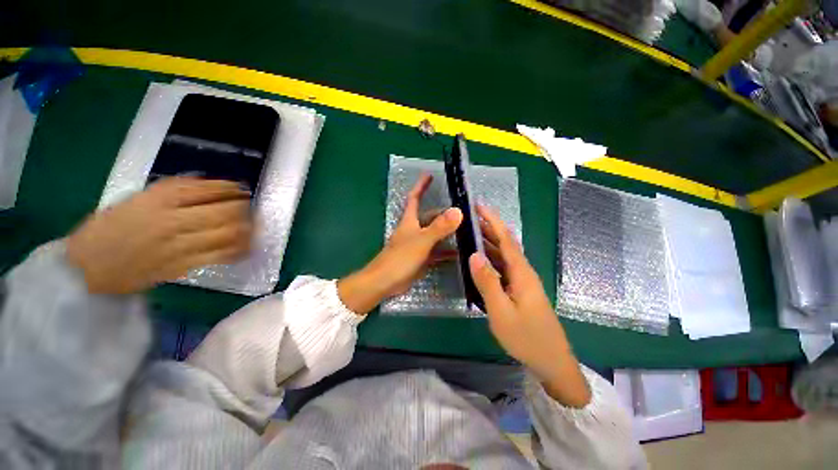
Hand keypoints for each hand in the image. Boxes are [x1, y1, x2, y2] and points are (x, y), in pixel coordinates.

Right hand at [66, 178, 252, 294]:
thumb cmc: (110, 229)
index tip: (241, 188)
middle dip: (243, 207)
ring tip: (253, 223)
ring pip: (229, 233)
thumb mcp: (138, 199)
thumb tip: (212, 187)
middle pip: (225, 211)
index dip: (230, 188)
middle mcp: (172, 220)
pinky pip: (222, 255)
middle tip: (248, 205)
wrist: (88, 269)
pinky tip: (246, 243)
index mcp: (157, 200)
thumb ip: (174, 192)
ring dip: (248, 227)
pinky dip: (240, 248)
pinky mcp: (185, 266)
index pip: (206, 189)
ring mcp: (180, 245)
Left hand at [338, 174, 461, 314]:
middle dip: (444, 212)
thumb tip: (458, 211)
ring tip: (466, 229)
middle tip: (463, 210)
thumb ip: (439, 227)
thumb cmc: (400, 258)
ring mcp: (418, 245)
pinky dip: (447, 251)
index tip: (429, 175)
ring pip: (435, 234)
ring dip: (448, 232)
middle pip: (430, 217)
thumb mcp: (421, 241)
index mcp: (410, 221)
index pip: (414, 198)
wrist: (385, 282)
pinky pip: (437, 251)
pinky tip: (459, 252)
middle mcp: (414, 230)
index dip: (421, 186)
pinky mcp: (421, 259)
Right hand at [469, 205, 590, 407]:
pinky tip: (480, 260)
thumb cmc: (526, 337)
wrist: (551, 362)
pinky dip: (491, 259)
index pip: (506, 239)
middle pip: (505, 244)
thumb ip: (488, 282)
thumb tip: (474, 254)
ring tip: (471, 233)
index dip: (492, 220)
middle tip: (470, 217)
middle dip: (489, 227)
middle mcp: (523, 272)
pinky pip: (503, 268)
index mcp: (522, 273)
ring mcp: (522, 281)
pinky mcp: (520, 290)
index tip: (479, 206)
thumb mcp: (501, 311)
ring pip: (504, 255)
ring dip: (489, 242)